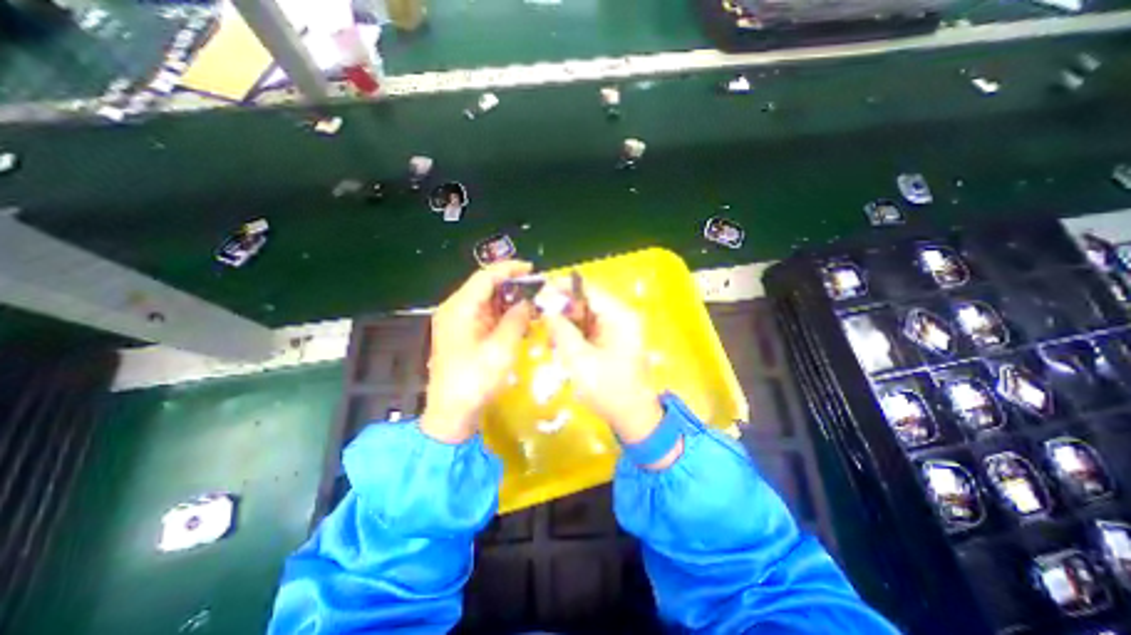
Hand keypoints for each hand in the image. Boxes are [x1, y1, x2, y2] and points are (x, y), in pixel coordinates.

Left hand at [418, 260, 536, 443]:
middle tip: (537, 290)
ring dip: (508, 302)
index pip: (485, 277)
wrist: (451, 413)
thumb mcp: (501, 349)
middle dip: (511, 286)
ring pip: (486, 302)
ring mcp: (457, 323)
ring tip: (532, 305)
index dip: (509, 269)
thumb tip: (527, 303)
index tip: (532, 269)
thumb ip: (516, 320)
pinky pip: (484, 317)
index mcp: (460, 308)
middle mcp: (455, 310)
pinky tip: (518, 322)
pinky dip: (502, 316)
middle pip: (485, 287)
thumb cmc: (475, 380)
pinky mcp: (462, 335)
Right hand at [537, 285, 668, 462]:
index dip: (561, 288)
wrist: (633, 416)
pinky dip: (574, 333)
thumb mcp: (579, 359)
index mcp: (619, 316)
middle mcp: (620, 315)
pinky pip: (589, 327)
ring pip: (584, 314)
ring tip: (550, 338)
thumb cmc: (608, 389)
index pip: (587, 289)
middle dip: (561, 308)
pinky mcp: (613, 338)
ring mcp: (618, 327)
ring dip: (566, 323)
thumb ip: (561, 330)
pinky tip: (561, 345)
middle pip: (585, 301)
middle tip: (539, 319)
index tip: (538, 294)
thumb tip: (546, 307)